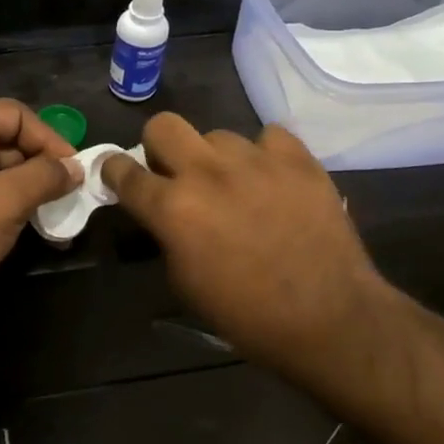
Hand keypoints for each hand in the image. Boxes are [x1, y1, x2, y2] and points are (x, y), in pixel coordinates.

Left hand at [0, 100, 79, 337]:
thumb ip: (45, 176)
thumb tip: (76, 167)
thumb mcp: (6, 200)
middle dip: (44, 164)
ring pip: (5, 172)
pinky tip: (43, 228)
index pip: (13, 114)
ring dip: (35, 189)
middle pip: (10, 141)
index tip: (74, 168)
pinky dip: (20, 207)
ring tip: (64, 212)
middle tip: (73, 192)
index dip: (47, 137)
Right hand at [101, 114, 389, 388]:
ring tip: (236, 186)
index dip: (114, 171)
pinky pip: (269, 137)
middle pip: (163, 125)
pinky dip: (264, 155)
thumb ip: (166, 235)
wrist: (328, 318)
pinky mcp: (297, 159)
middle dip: (159, 147)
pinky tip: (273, 180)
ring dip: (216, 158)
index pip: (123, 171)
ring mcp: (255, 160)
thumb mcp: (184, 281)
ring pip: (218, 135)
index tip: (119, 176)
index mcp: (172, 209)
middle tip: (175, 174)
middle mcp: (207, 173)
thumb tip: (164, 214)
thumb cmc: (246, 314)